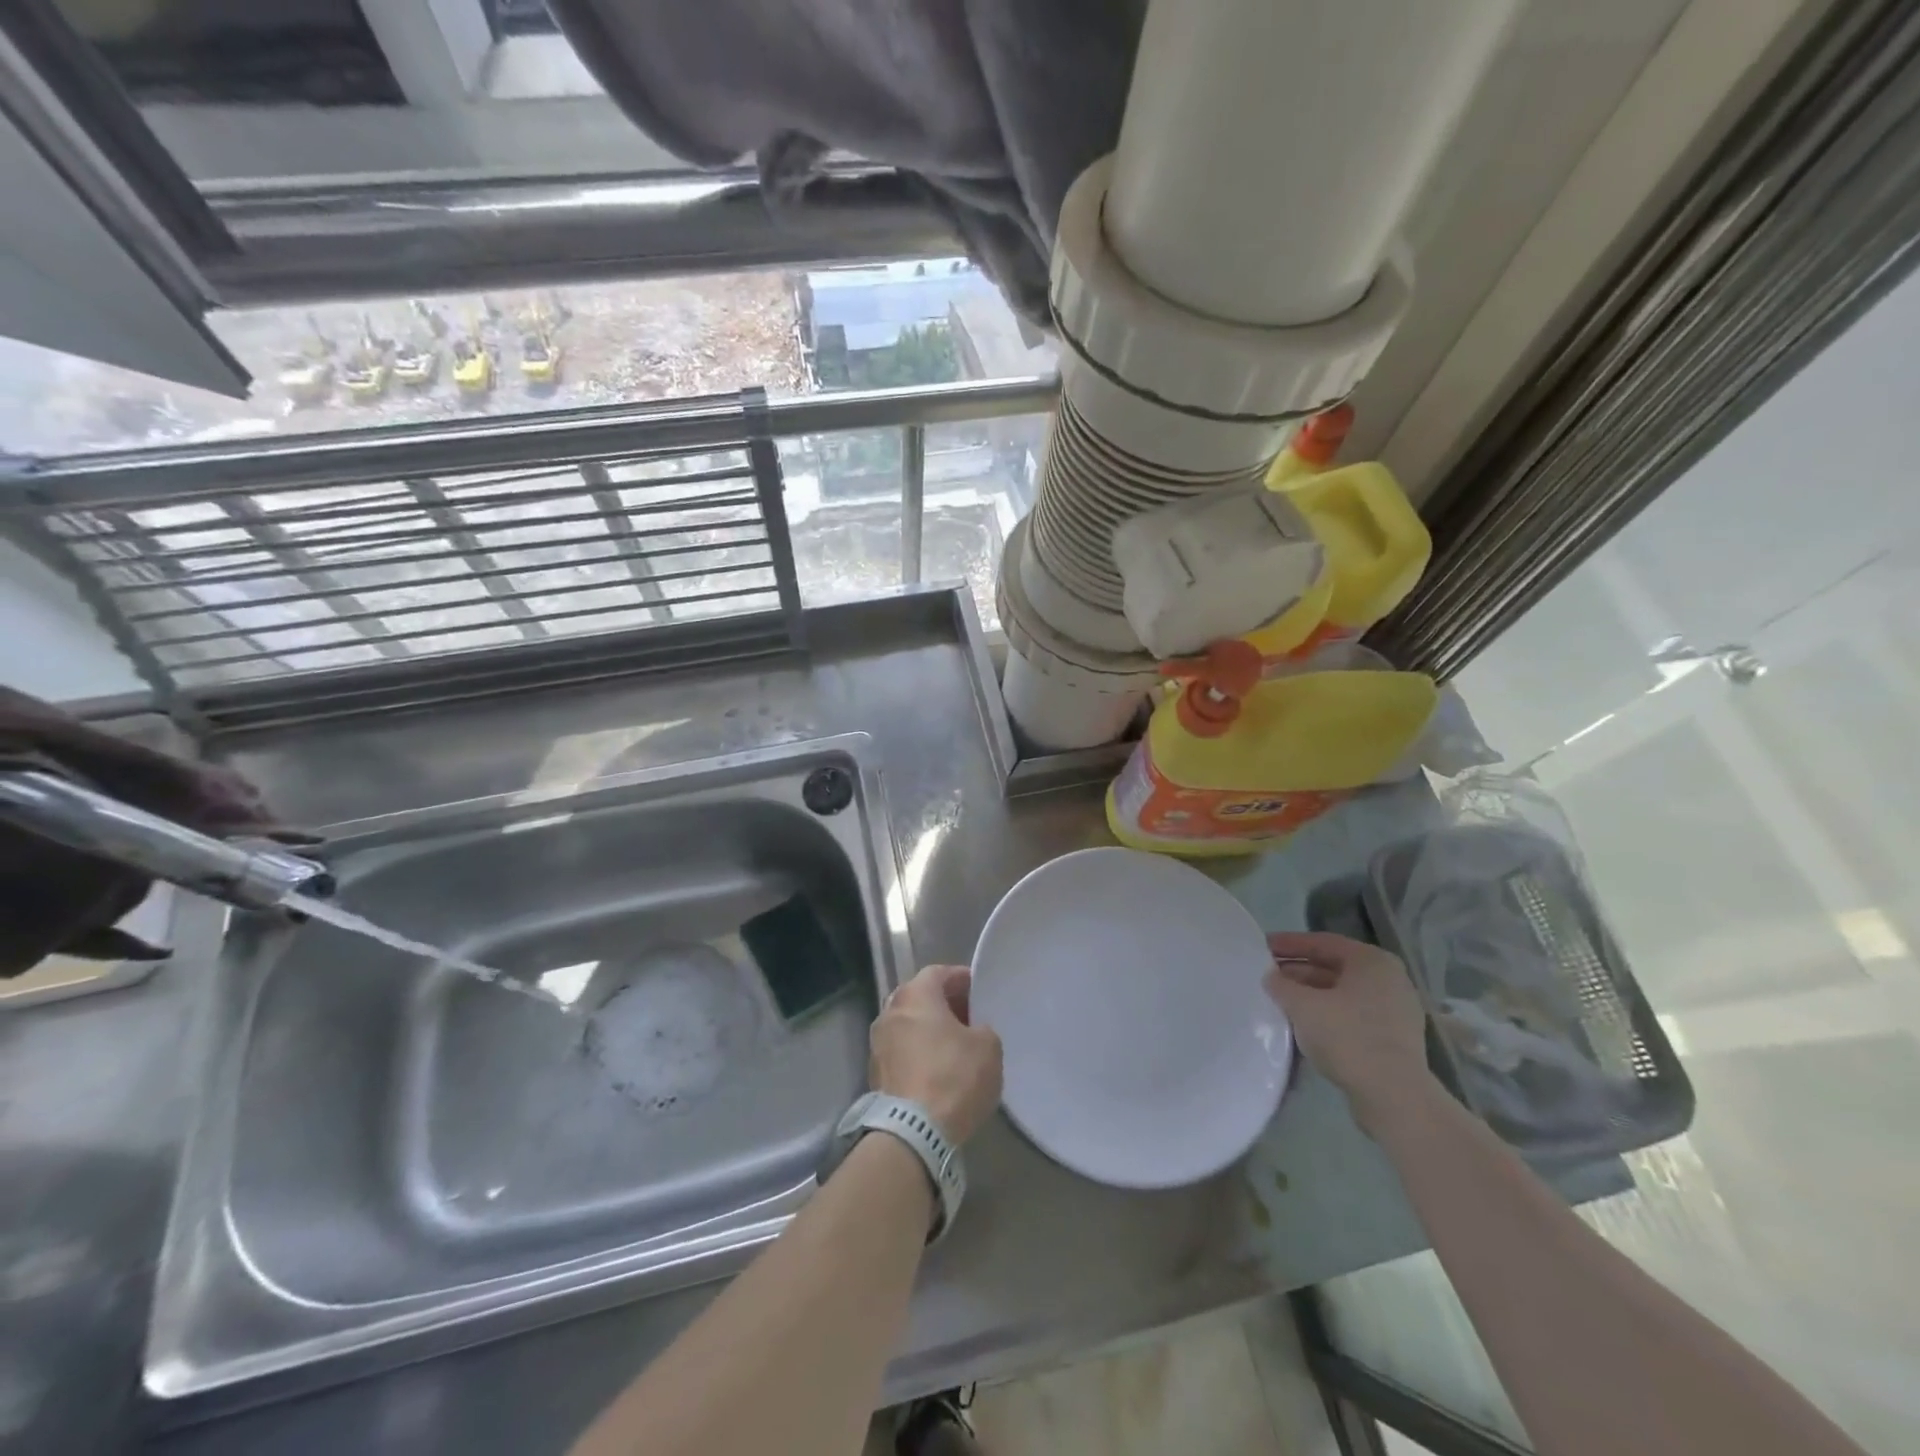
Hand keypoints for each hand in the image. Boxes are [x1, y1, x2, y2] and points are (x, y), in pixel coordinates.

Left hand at [870, 965, 1003, 1144]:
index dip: (960, 979)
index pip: (938, 973)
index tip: (979, 992)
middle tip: (968, 1018)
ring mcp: (877, 1043)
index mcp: (915, 994)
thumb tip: (973, 1032)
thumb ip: (982, 1028)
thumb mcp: (988, 1046)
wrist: (913, 1132)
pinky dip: (918, 1053)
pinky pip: (901, 1051)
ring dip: (928, 1030)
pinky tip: (937, 1070)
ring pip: (908, 1025)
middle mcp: (890, 1010)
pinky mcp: (874, 1073)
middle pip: (919, 997)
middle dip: (943, 1004)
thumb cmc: (953, 1077)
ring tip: (954, 1047)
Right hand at [1264, 932, 1436, 1131]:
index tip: (1263, 947)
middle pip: (1334, 967)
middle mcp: (1389, 980)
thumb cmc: (1348, 1037)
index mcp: (1372, 962)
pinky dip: (1328, 1014)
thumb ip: (1281, 985)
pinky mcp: (1394, 1039)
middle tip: (1268, 975)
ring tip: (1281, 1000)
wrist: (1394, 1097)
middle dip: (1299, 971)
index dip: (1289, 943)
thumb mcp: (1303, 1005)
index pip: (1323, 942)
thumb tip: (1271, 978)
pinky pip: (1353, 1015)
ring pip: (1343, 993)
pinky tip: (1304, 1024)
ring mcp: (1395, 1011)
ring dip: (1311, 994)